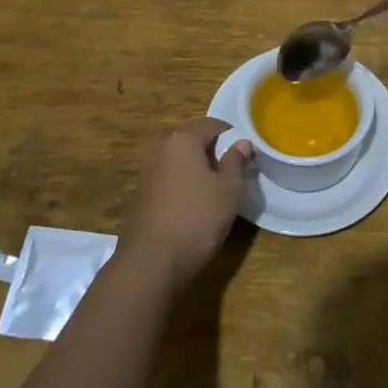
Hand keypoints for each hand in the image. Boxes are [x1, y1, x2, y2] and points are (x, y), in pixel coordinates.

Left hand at [120, 118, 252, 284]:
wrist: (151, 263)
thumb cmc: (197, 219)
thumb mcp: (229, 190)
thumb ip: (237, 162)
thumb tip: (241, 142)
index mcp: (183, 139)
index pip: (212, 124)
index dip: (232, 135)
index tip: (246, 156)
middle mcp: (161, 149)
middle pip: (193, 141)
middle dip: (214, 153)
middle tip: (233, 175)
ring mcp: (147, 173)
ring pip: (180, 162)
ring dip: (198, 171)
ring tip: (216, 194)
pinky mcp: (141, 197)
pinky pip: (169, 181)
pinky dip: (184, 187)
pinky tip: (194, 209)